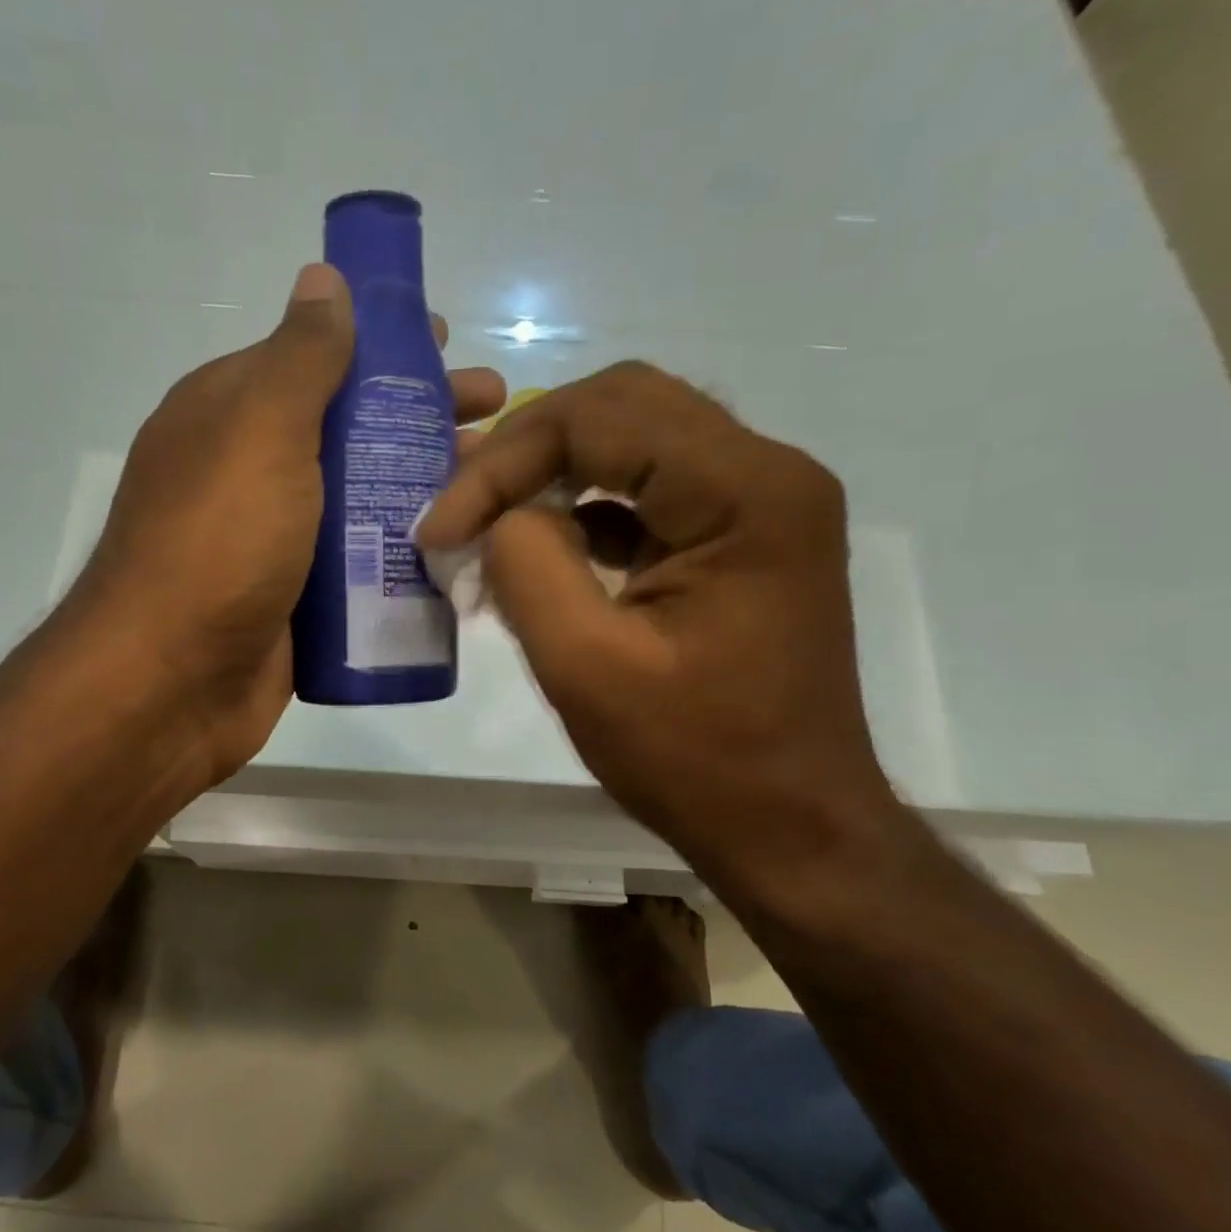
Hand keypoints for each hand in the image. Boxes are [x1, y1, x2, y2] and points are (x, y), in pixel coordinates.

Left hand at [74, 263, 505, 786]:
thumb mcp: (258, 432)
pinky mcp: (298, 602)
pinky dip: (403, 551)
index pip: (313, 358)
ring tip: (493, 481)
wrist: (171, 686)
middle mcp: (250, 472)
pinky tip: (460, 547)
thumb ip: (299, 358)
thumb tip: (322, 279)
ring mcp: (275, 542)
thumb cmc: (217, 545)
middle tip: (492, 412)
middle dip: (418, 416)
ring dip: (421, 485)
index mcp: (229, 416)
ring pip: (360, 498)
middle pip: (347, 428)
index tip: (444, 343)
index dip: (379, 345)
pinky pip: (360, 564)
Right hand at [417, 361, 899, 880]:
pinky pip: (649, 490)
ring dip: (552, 470)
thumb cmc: (695, 760)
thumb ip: (528, 566)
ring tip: (484, 513)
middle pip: (623, 405)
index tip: (440, 528)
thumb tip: (498, 514)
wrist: (790, 826)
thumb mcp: (586, 667)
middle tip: (461, 501)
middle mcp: (766, 473)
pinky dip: (583, 506)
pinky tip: (537, 546)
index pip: (601, 417)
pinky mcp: (739, 538)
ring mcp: (759, 503)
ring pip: (635, 440)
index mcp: (744, 492)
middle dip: (527, 448)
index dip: (504, 462)